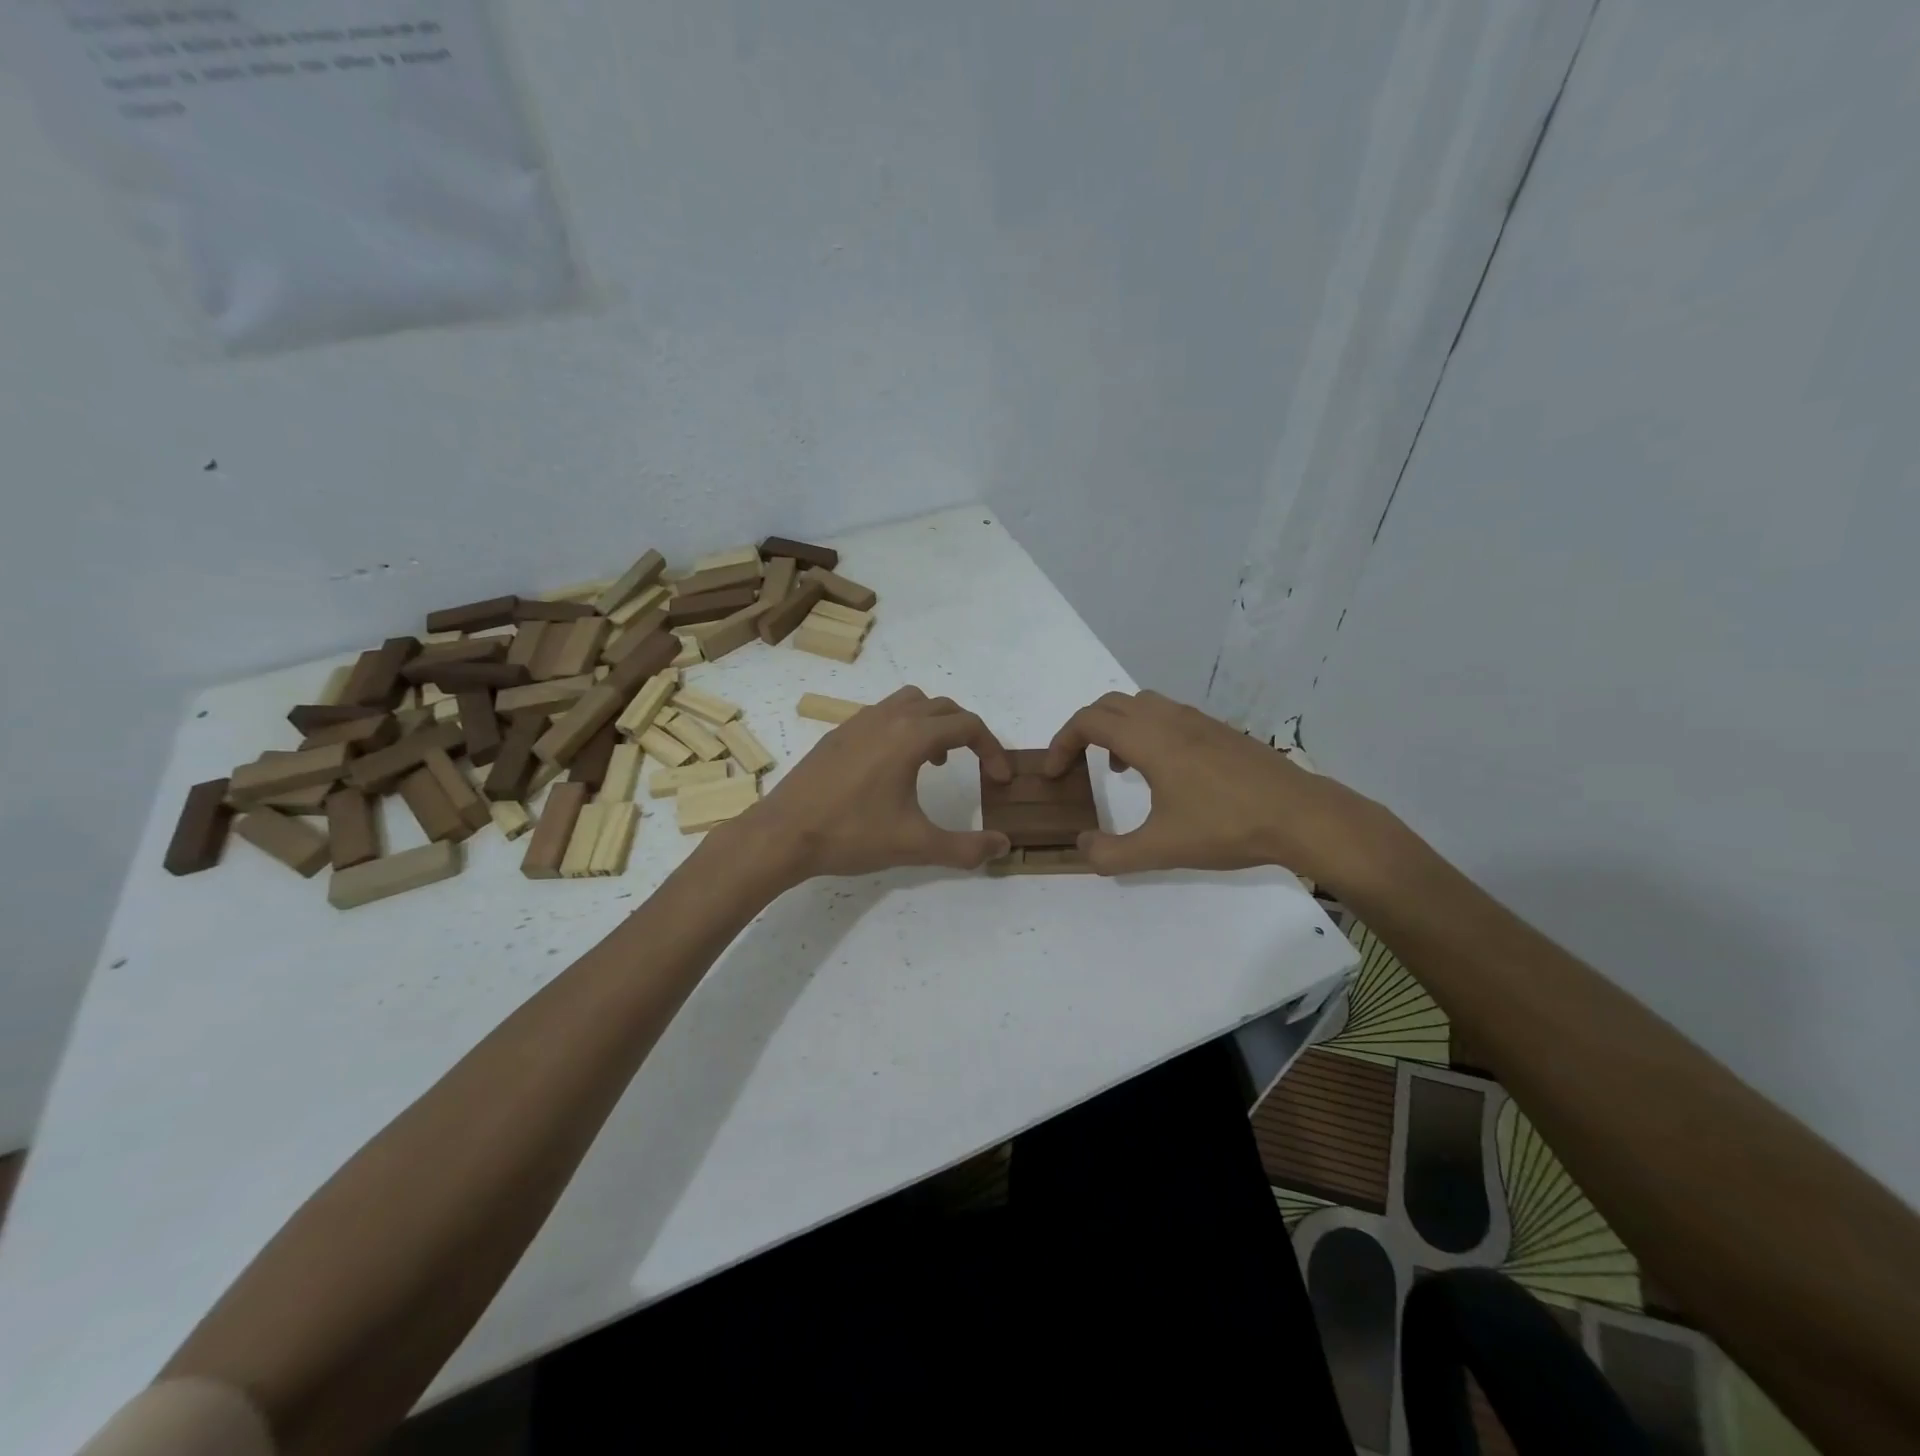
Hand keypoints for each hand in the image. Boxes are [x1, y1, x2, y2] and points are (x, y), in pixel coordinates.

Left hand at [741, 687, 1013, 881]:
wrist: (782, 834)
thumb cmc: (851, 835)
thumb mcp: (915, 845)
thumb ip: (965, 847)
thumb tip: (1003, 846)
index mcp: (911, 736)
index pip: (968, 726)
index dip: (992, 749)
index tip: (1000, 779)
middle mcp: (887, 718)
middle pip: (943, 707)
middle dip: (967, 731)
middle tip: (977, 764)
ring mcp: (859, 721)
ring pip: (910, 702)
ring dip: (934, 723)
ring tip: (936, 761)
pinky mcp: (838, 733)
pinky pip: (883, 713)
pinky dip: (904, 727)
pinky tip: (894, 767)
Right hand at [1045, 690, 1398, 885]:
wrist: (1301, 815)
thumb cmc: (1227, 827)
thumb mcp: (1161, 850)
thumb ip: (1112, 853)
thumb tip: (1083, 847)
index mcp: (1149, 739)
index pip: (1088, 722)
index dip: (1061, 743)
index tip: (1052, 773)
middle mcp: (1169, 719)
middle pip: (1109, 704)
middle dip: (1083, 730)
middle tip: (1075, 764)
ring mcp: (1198, 721)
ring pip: (1140, 705)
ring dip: (1116, 728)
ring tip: (1117, 768)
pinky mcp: (1219, 730)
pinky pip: (1167, 716)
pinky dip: (1146, 731)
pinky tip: (1162, 772)